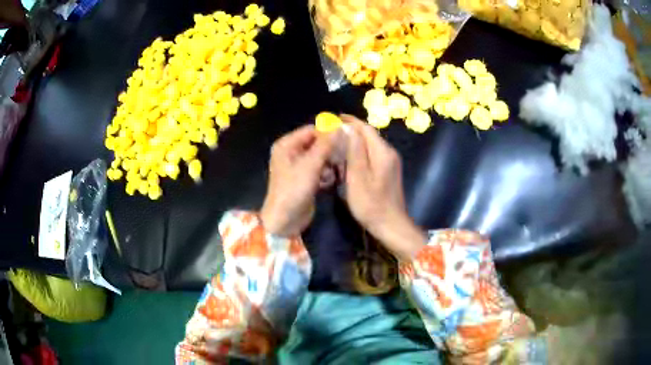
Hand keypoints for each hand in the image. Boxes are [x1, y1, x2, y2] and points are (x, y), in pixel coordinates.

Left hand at [260, 125, 336, 236]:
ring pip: (319, 157)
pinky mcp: (304, 179)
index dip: (328, 133)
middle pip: (316, 143)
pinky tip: (328, 182)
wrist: (285, 220)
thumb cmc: (294, 189)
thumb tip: (340, 127)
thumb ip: (325, 145)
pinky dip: (325, 174)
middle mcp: (291, 153)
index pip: (311, 130)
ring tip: (334, 173)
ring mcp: (297, 167)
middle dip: (329, 151)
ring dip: (329, 164)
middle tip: (343, 157)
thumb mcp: (310, 165)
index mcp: (286, 145)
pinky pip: (318, 169)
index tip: (346, 139)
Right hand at [342, 115, 426, 259]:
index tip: (335, 117)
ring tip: (338, 143)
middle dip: (352, 130)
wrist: (390, 225)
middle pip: (369, 135)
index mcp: (382, 152)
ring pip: (371, 145)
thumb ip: (355, 151)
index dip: (351, 121)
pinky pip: (373, 155)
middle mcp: (389, 153)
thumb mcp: (358, 177)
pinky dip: (360, 152)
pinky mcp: (389, 171)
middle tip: (333, 131)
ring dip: (355, 141)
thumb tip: (349, 129)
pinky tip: (349, 159)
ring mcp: (390, 163)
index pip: (366, 128)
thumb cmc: (371, 204)